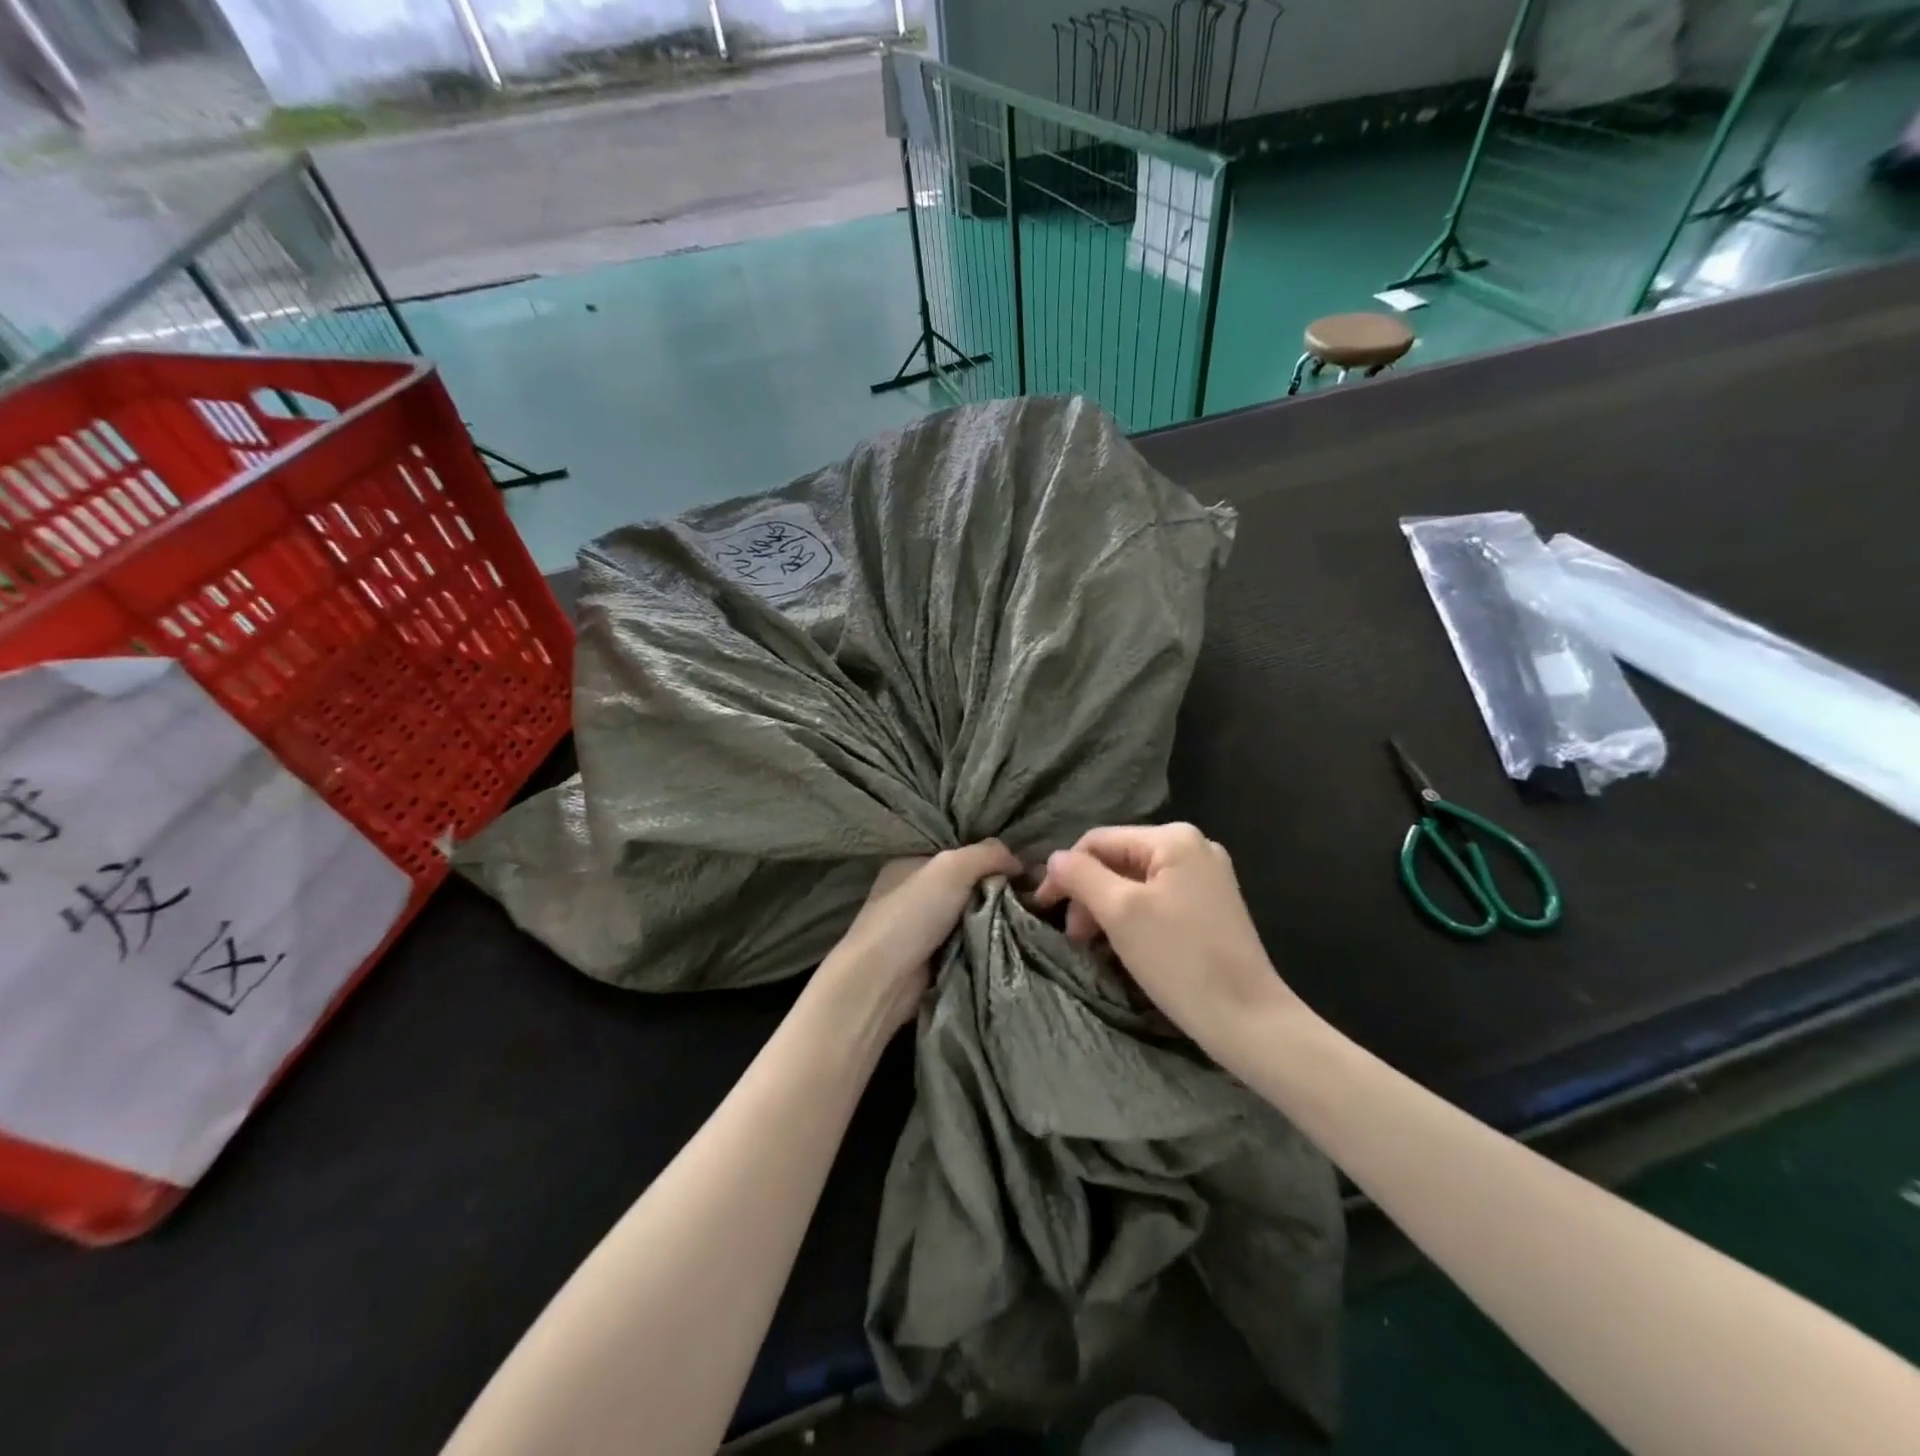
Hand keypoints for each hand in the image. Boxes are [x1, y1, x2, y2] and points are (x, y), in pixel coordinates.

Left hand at [816, 841, 1021, 1033]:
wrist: (883, 980)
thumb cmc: (913, 913)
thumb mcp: (952, 867)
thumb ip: (988, 854)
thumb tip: (1020, 861)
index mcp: (911, 862)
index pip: (960, 852)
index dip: (991, 857)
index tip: (1024, 869)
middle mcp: (915, 891)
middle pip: (968, 883)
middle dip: (997, 889)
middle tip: (1034, 894)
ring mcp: (923, 926)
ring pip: (972, 914)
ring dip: (995, 917)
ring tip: (1031, 916)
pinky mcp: (933, 958)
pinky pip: (970, 941)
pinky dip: (986, 941)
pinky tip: (1011, 938)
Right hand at [1034, 823, 1298, 1055]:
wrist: (1248, 1020)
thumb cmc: (1179, 959)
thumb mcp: (1120, 912)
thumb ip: (1081, 876)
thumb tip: (1054, 859)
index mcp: (1174, 838)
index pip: (1098, 841)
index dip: (1066, 872)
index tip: (1044, 910)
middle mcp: (1194, 846)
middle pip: (1118, 860)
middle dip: (1089, 894)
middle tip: (1076, 938)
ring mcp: (1208, 877)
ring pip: (1136, 881)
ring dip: (1108, 909)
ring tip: (1095, 945)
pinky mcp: (1213, 906)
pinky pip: (1158, 899)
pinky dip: (1134, 918)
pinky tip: (1125, 945)